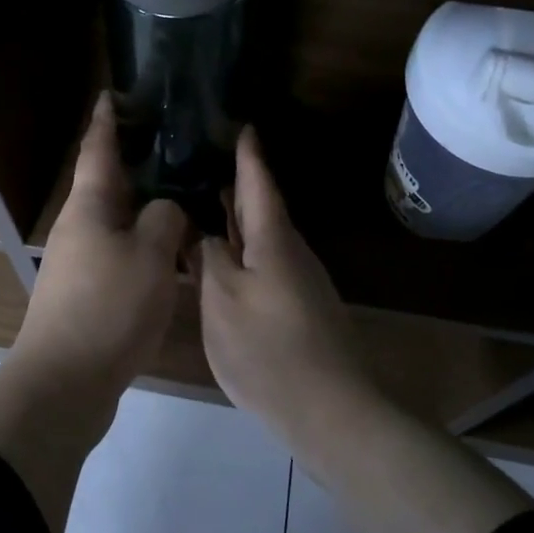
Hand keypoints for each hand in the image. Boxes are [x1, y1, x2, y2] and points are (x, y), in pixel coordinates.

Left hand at [13, 91, 187, 398]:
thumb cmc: (108, 307)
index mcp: (90, 206)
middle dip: (134, 161)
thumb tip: (166, 210)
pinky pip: (120, 252)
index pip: (98, 149)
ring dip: (144, 206)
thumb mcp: (150, 255)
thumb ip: (165, 219)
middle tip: (171, 143)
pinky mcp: (88, 292)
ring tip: (182, 194)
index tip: (113, 94)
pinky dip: (144, 242)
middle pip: (108, 183)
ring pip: (117, 220)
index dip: (107, 120)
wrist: (65, 383)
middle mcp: (80, 226)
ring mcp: (80, 261)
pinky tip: (172, 251)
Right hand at [196, 127, 379, 448]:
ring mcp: (298, 280)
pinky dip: (243, 249)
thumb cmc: (268, 348)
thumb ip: (209, 259)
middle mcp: (290, 251)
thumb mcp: (223, 300)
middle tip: (206, 161)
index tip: (242, 124)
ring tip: (206, 203)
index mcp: (272, 239)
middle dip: (237, 184)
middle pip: (261, 208)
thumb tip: (202, 233)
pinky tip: (225, 258)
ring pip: (263, 237)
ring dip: (237, 219)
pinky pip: (264, 262)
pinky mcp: (298, 307)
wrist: (330, 409)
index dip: (248, 154)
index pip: (258, 183)